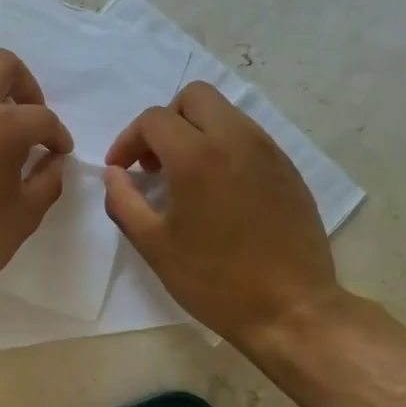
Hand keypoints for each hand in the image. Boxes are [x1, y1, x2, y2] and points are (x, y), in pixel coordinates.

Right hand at [103, 82, 344, 347]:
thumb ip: (123, 201)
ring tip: (184, 178)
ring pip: (225, 113)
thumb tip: (113, 174)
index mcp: (198, 156)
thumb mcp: (154, 245)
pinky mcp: (288, 169)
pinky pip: (248, 137)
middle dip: (165, 121)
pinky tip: (217, 191)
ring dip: (196, 132)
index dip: (128, 140)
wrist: (292, 309)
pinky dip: (223, 147)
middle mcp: (236, 139)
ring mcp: (268, 151)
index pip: (154, 119)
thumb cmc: (214, 280)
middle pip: (195, 97)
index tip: (121, 170)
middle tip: (154, 163)